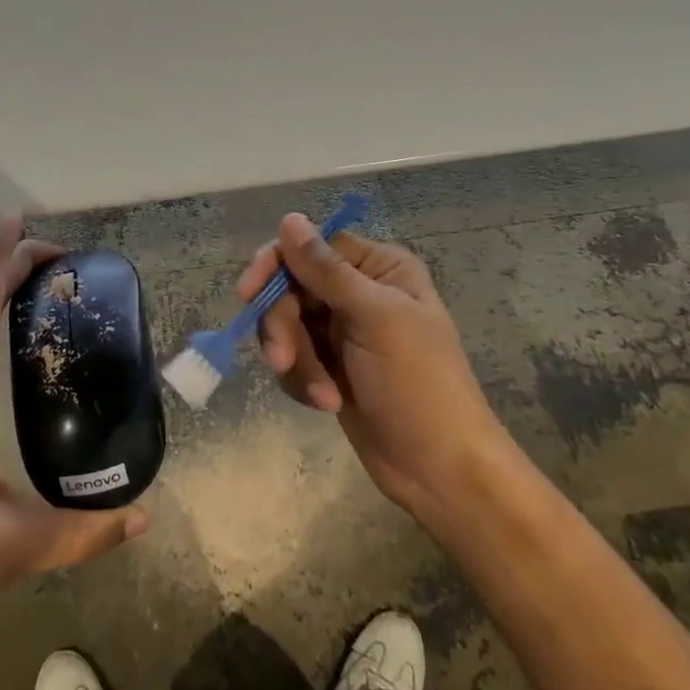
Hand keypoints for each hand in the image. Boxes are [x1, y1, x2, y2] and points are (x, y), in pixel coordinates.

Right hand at [238, 213, 506, 522]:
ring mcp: (342, 331)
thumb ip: (327, 270)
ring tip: (321, 396)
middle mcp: (358, 292)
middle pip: (292, 287)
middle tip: (280, 360)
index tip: (249, 293)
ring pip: (286, 325)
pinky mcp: (330, 367)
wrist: (440, 470)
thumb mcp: (375, 319)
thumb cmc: (418, 384)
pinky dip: (302, 380)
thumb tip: (289, 218)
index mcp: (379, 269)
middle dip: (283, 326)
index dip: (277, 265)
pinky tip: (326, 403)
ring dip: (295, 360)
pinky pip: (292, 358)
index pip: (312, 247)